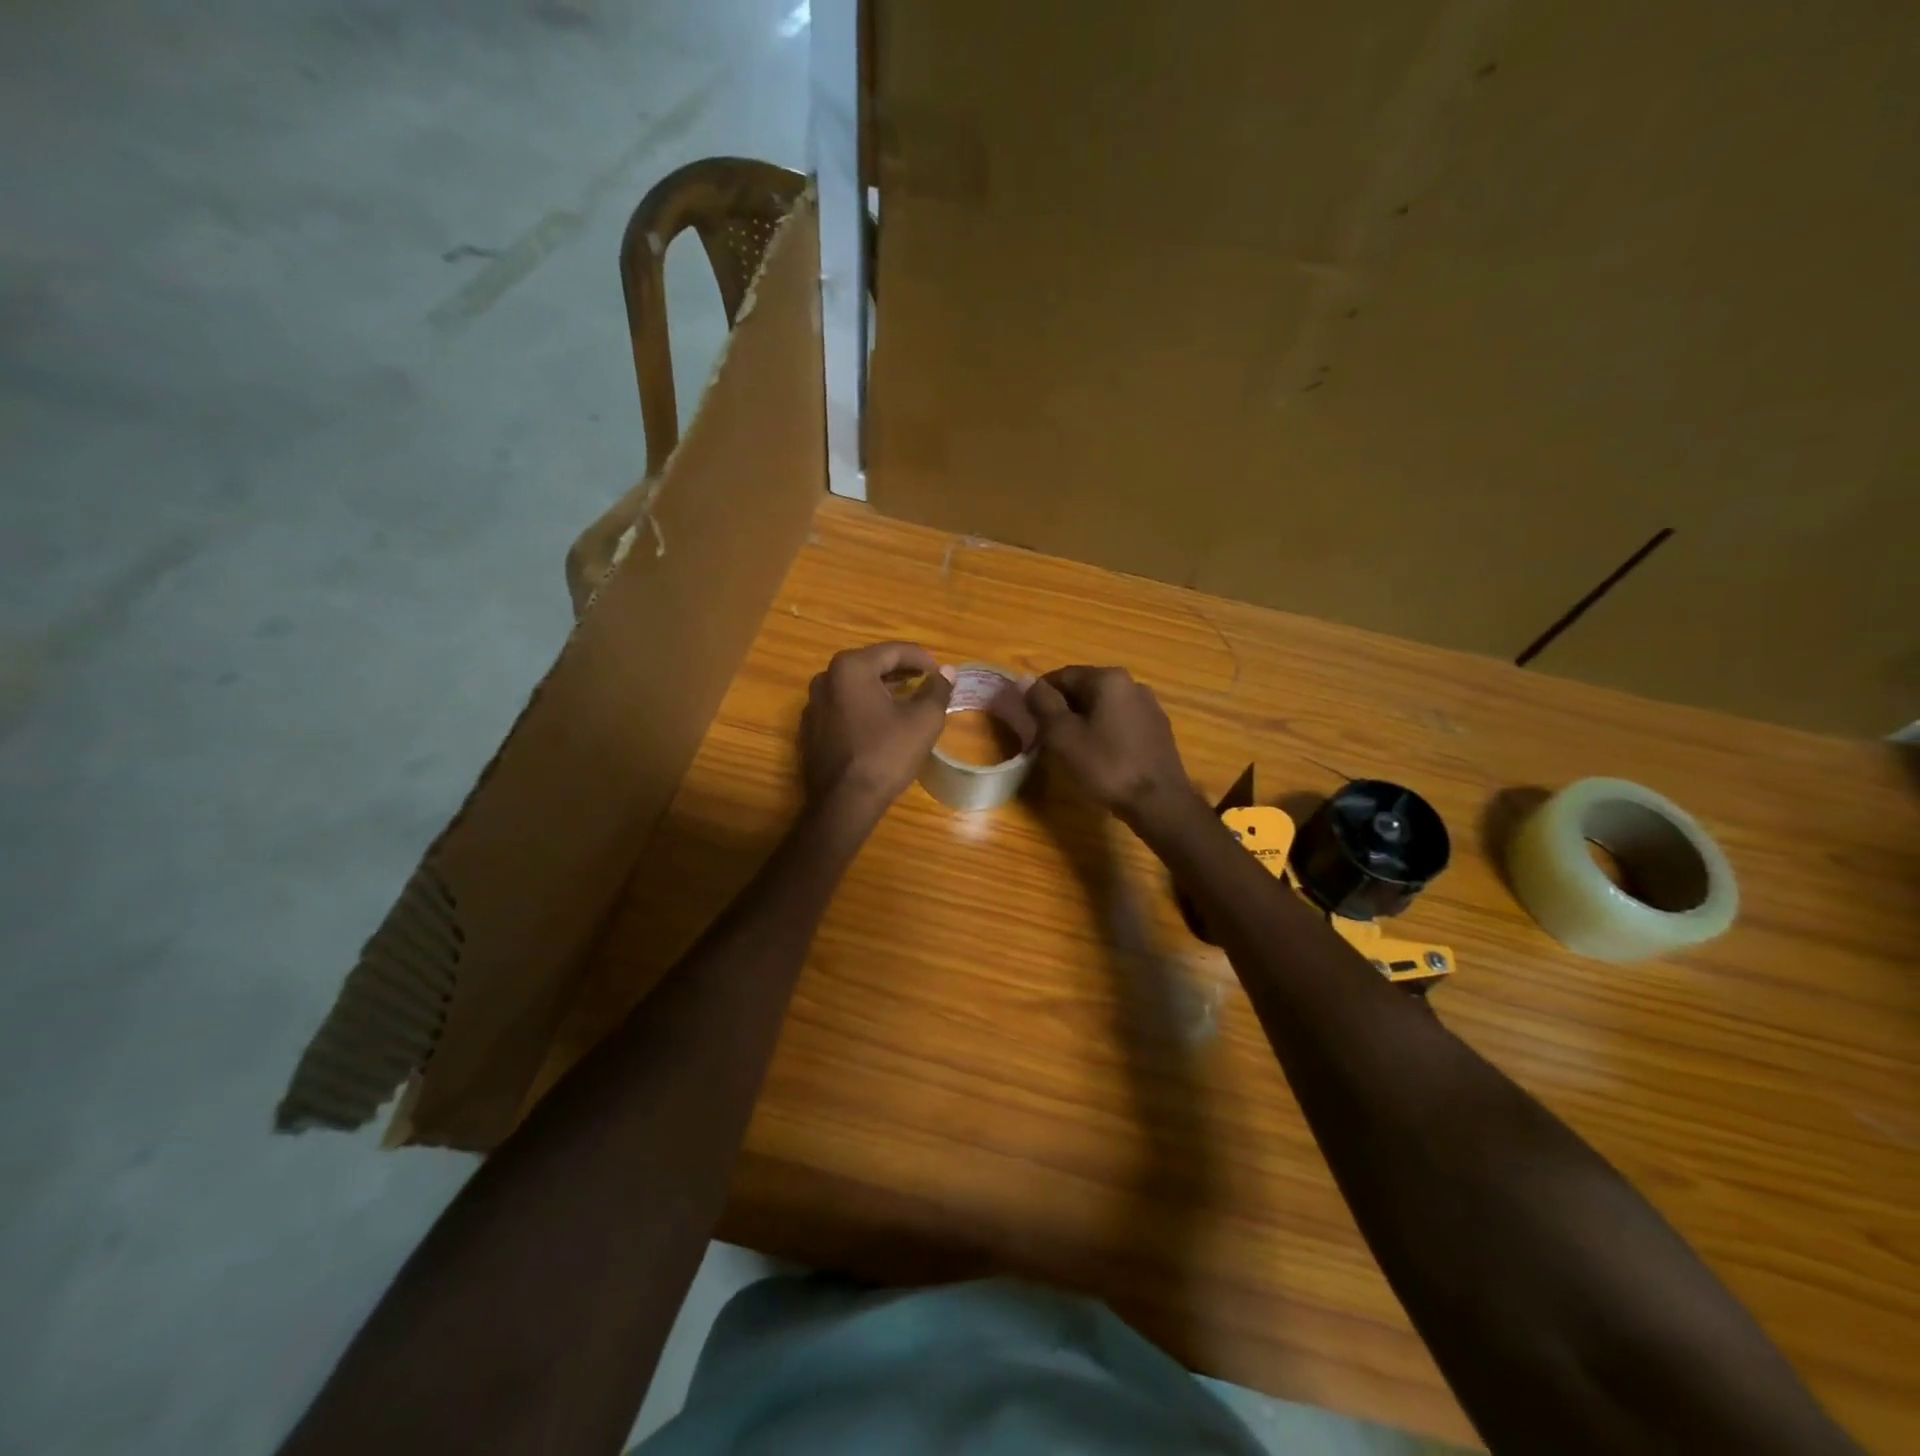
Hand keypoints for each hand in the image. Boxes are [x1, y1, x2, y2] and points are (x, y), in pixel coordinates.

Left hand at [801, 642, 953, 817]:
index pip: (894, 651)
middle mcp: (826, 677)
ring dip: (882, 689)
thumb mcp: (923, 721)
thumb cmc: (886, 755)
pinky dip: (864, 708)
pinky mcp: (810, 728)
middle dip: (901, 672)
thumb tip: (947, 672)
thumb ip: (937, 690)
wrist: (843, 803)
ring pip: (855, 687)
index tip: (941, 672)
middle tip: (927, 682)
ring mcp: (813, 704)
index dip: (922, 659)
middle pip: (871, 665)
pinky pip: (843, 707)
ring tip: (907, 701)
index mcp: (851, 667)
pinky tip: (881, 724)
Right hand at [1024, 666, 1194, 822]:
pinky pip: (1121, 722)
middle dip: (1063, 709)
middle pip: (1085, 689)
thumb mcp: (1063, 735)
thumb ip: (1042, 703)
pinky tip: (1099, 757)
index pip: (1063, 675)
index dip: (1040, 696)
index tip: (1029, 720)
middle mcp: (1133, 684)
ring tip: (1072, 750)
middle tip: (1047, 738)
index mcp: (1109, 679)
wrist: (1159, 802)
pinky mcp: (1158, 730)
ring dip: (1084, 722)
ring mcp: (1150, 707)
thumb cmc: (1105, 766)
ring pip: (1104, 707)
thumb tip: (1025, 681)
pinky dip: (1104, 732)